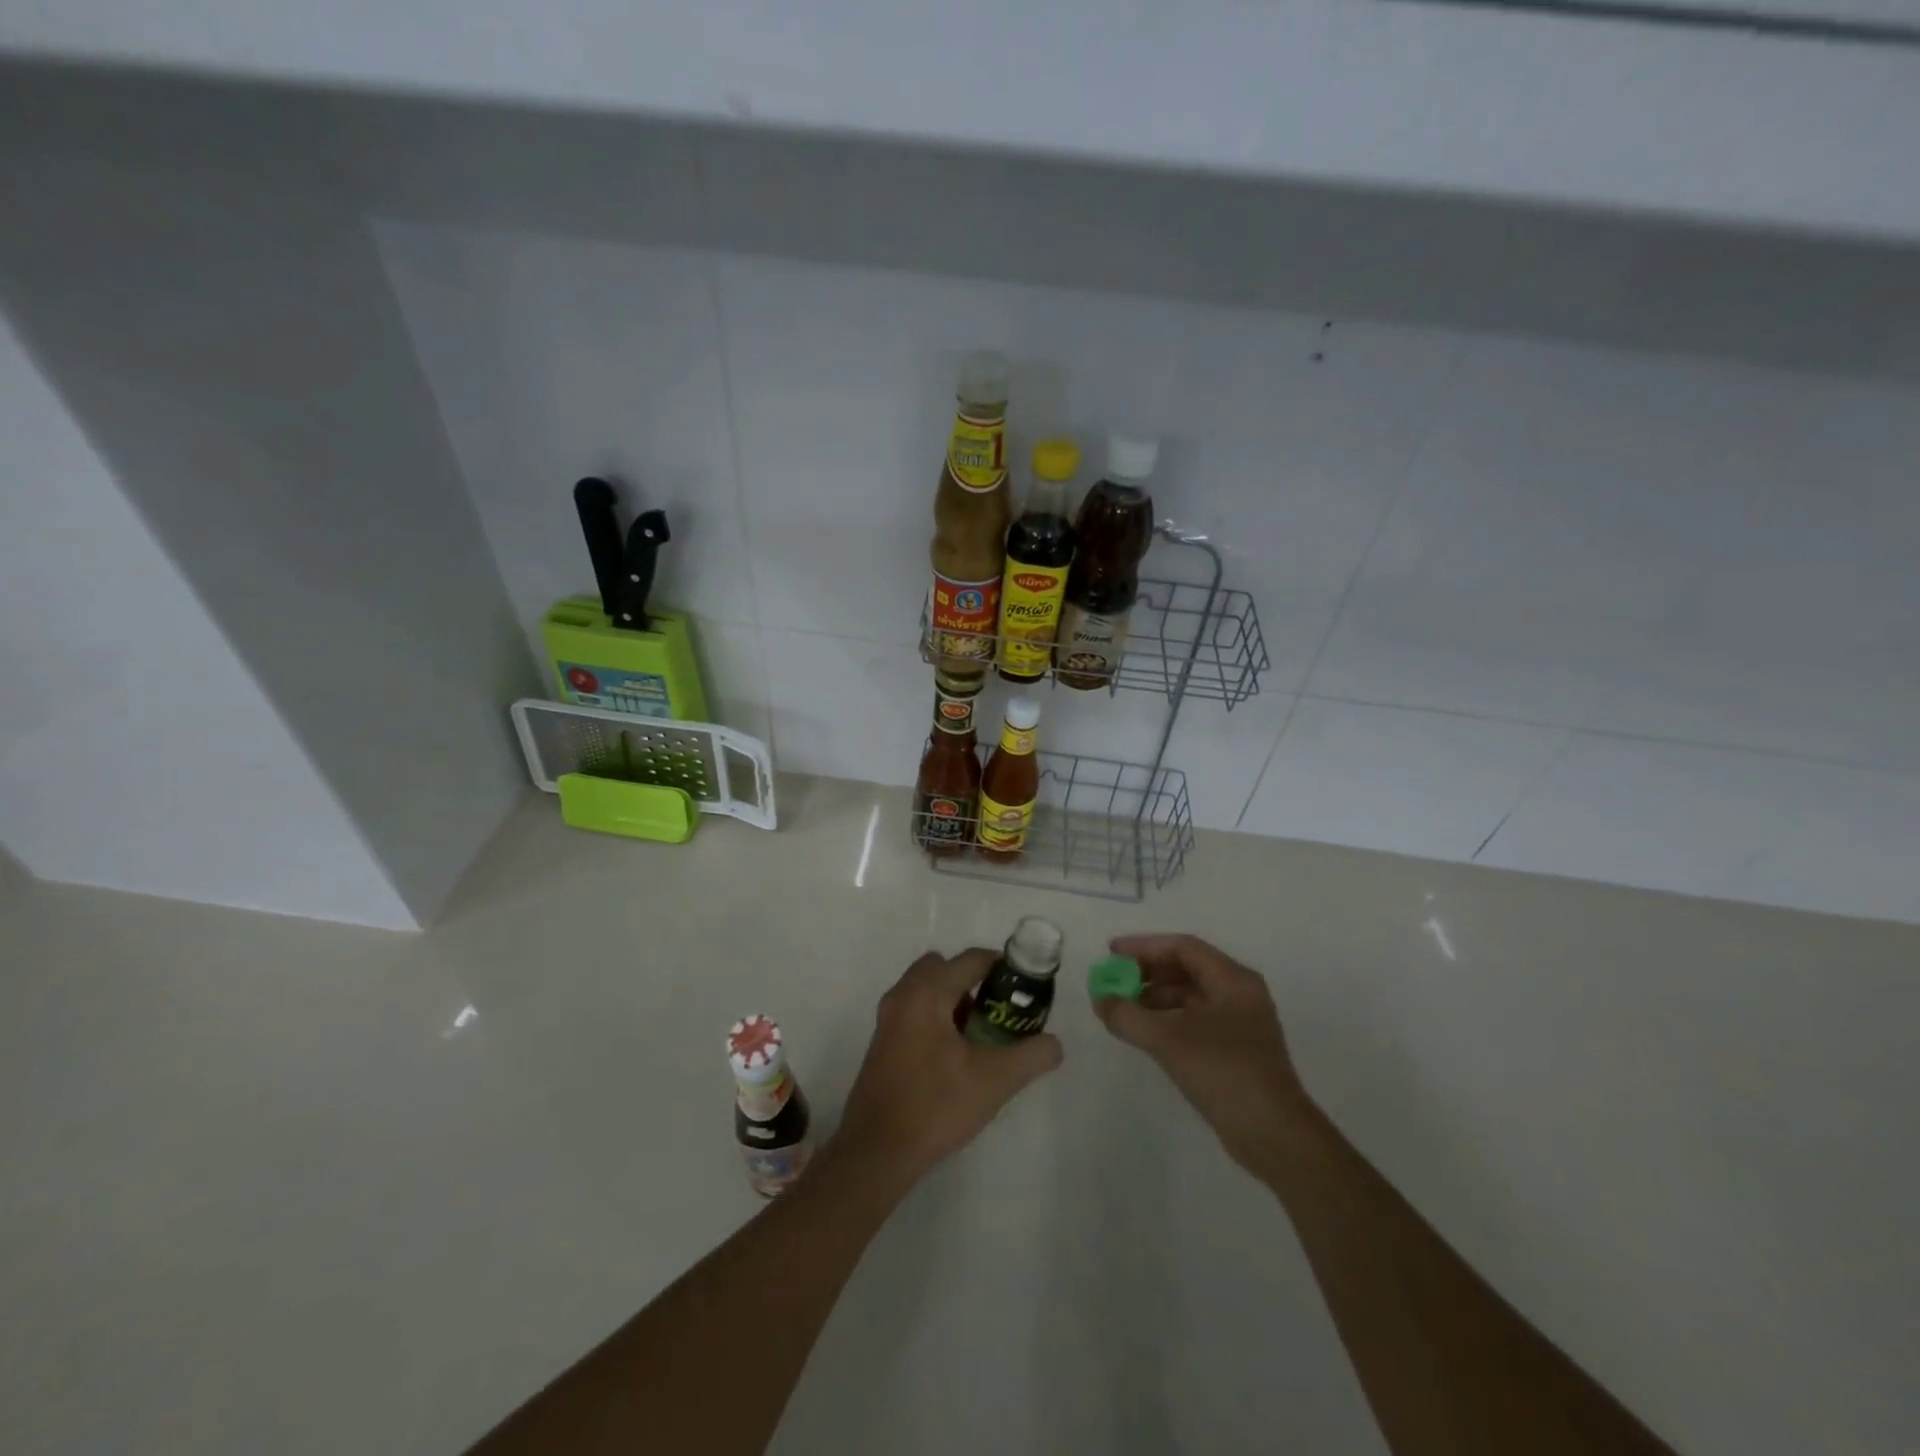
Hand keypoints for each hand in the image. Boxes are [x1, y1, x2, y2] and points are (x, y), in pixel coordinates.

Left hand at [834, 949, 1063, 1185]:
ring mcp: (887, 1019)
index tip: (1025, 987)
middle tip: (998, 1011)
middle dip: (974, 981)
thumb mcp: (995, 1081)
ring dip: (954, 999)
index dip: (1002, 966)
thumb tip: (1054, 1044)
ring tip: (980, 1036)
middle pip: (944, 967)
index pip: (970, 960)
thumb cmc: (936, 1106)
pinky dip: (936, 1016)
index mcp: (927, 993)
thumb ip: (1031, 1056)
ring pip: (926, 989)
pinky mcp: (882, 1042)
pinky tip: (955, 1056)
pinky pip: (914, 1010)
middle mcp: (903, 996)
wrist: (877, 1152)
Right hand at [1092, 934, 1312, 1174]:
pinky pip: (1194, 1020)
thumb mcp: (1168, 1040)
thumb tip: (1101, 1001)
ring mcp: (1239, 1023)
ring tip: (1122, 1006)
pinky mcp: (1234, 1050)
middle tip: (1114, 979)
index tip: (1112, 953)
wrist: (1274, 1135)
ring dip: (1155, 997)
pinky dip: (1167, 1019)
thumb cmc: (1224, 1072)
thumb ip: (1128, 1016)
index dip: (1144, 947)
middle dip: (1148, 971)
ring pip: (1190, 996)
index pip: (1183, 948)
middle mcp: (1239, 994)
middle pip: (1187, 969)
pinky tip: (1144, 1031)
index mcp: (1233, 980)